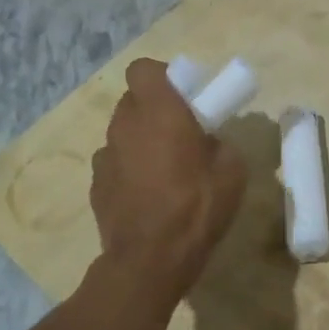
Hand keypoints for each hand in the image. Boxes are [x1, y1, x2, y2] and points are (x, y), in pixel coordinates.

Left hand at [91, 58, 245, 290]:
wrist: (151, 261)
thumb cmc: (197, 207)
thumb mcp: (232, 170)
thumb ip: (218, 142)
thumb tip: (207, 141)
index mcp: (159, 112)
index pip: (143, 69)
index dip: (162, 77)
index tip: (183, 96)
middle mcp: (125, 125)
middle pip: (133, 100)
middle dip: (153, 110)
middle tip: (179, 132)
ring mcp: (105, 156)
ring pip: (122, 133)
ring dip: (140, 140)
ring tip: (163, 169)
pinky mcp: (96, 185)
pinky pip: (115, 164)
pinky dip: (128, 170)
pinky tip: (146, 195)